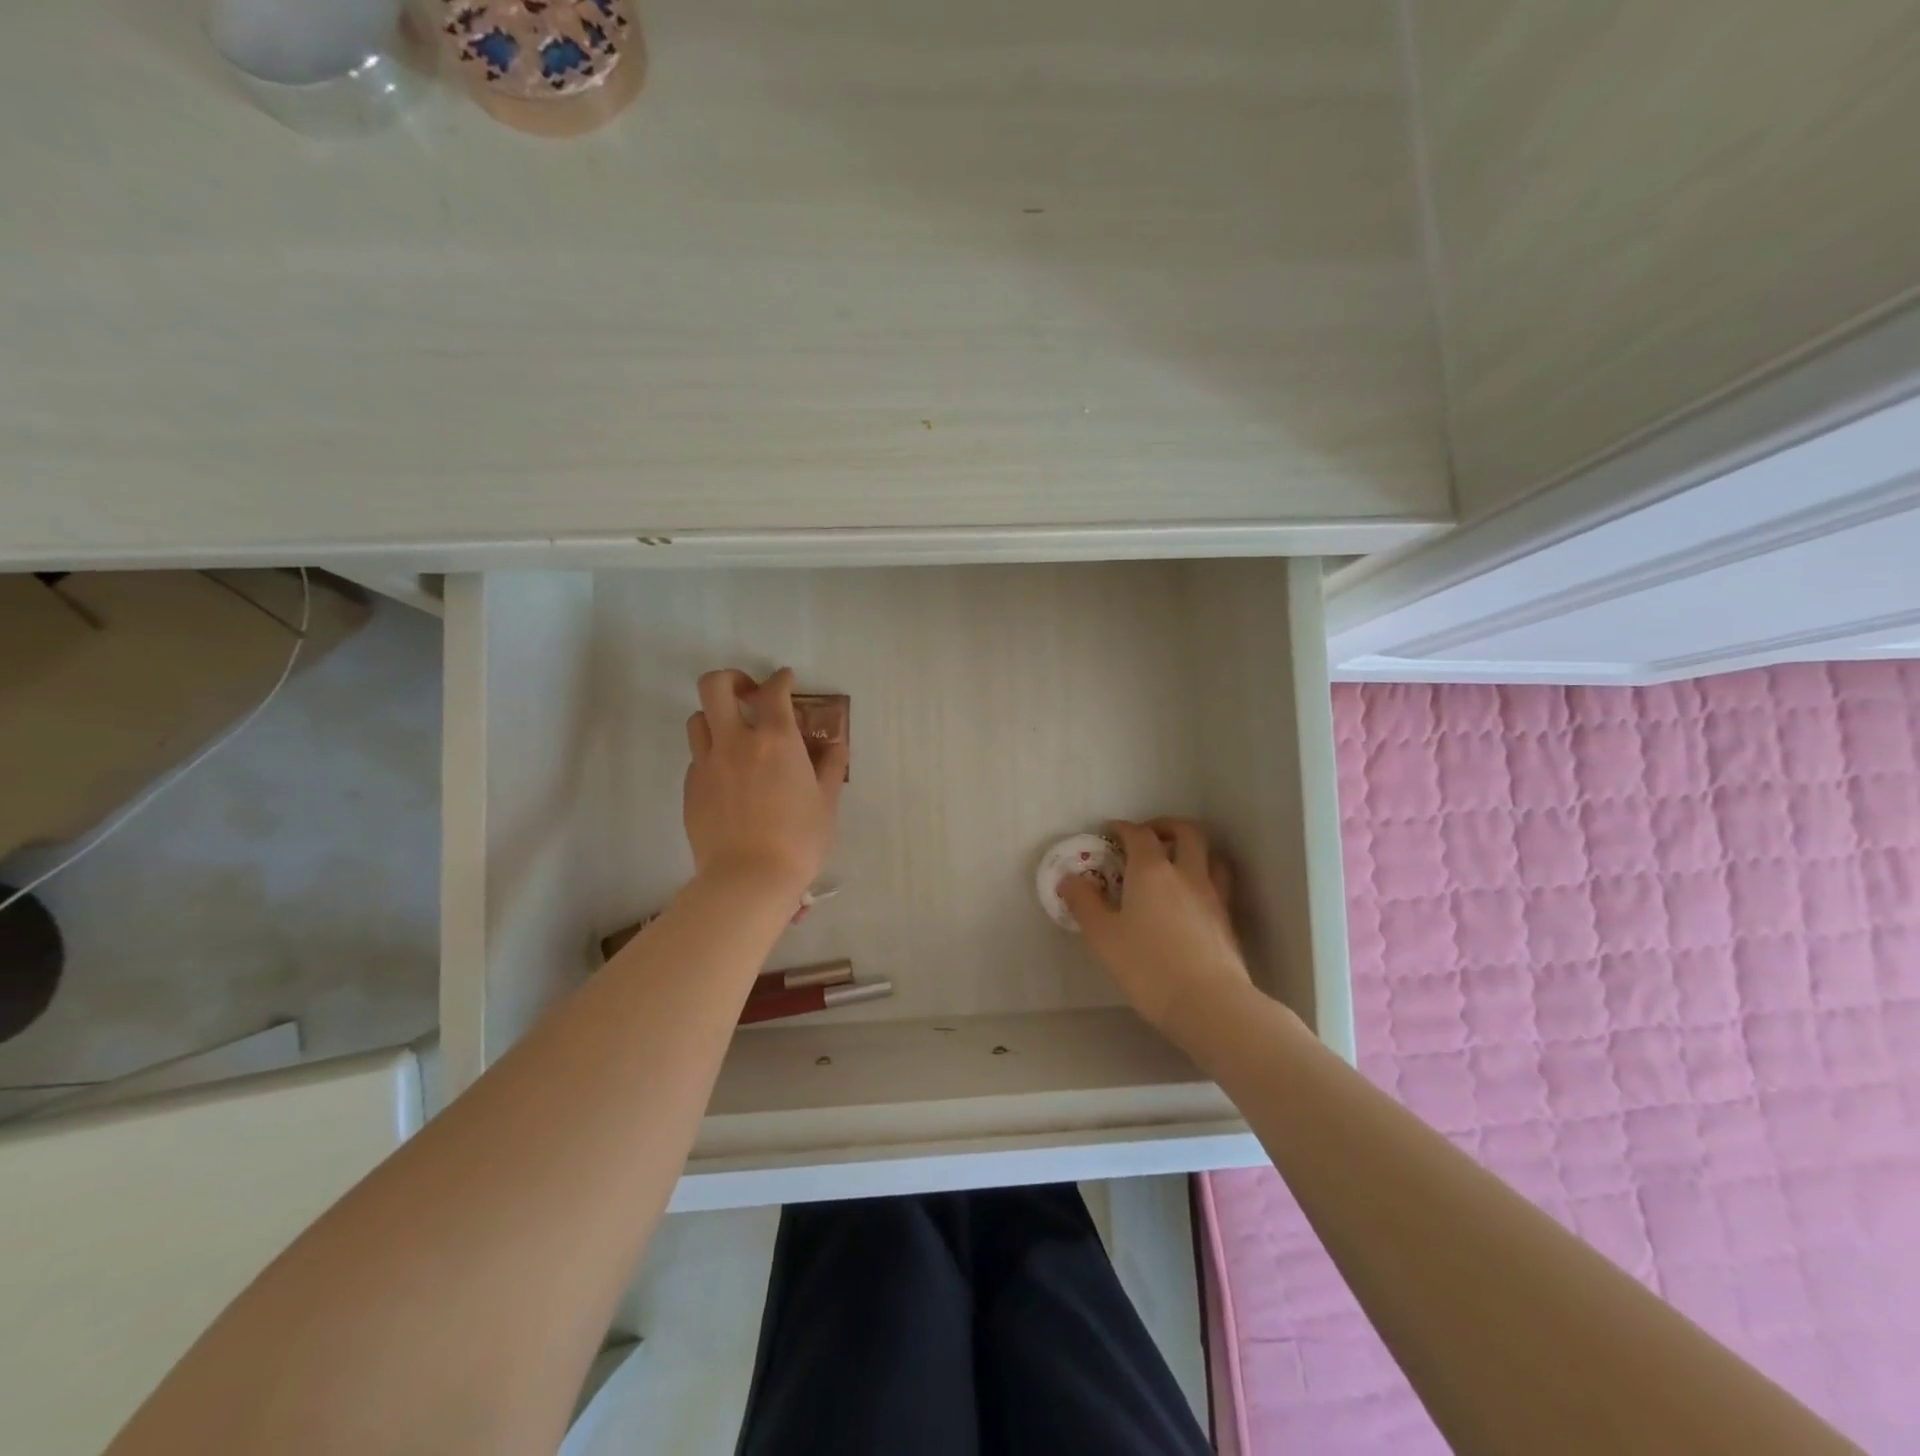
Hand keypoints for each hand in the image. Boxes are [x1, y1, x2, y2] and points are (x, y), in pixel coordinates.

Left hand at [683, 668, 847, 896]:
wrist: (748, 879)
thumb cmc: (798, 840)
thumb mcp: (827, 802)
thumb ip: (831, 767)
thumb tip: (835, 746)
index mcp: (776, 740)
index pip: (774, 691)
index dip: (781, 679)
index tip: (786, 680)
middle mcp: (736, 742)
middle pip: (715, 686)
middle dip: (731, 679)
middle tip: (748, 694)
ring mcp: (707, 764)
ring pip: (698, 719)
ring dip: (716, 718)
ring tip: (734, 736)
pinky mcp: (690, 788)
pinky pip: (697, 757)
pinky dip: (712, 755)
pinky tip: (729, 778)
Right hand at [1060, 819, 1254, 1048]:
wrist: (1209, 1003)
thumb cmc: (1147, 966)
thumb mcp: (1103, 937)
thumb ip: (1084, 903)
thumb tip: (1069, 880)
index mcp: (1152, 871)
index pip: (1139, 834)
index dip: (1124, 828)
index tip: (1111, 831)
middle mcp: (1186, 874)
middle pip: (1186, 832)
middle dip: (1165, 826)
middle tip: (1148, 837)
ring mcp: (1213, 895)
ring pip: (1211, 855)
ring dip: (1192, 849)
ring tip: (1175, 862)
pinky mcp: (1227, 920)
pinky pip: (1219, 883)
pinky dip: (1204, 877)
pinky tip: (1191, 898)